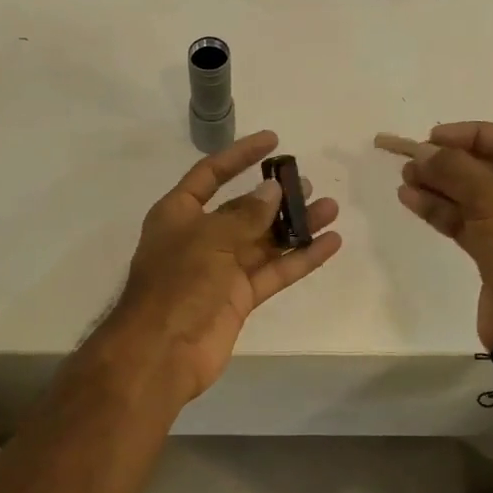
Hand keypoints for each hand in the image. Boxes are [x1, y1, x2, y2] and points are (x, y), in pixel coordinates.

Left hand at [108, 130, 341, 403]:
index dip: (239, 156)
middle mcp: (200, 237)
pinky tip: (330, 244)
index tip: (273, 140)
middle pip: (243, 209)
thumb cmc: (177, 284)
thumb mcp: (209, 239)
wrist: (161, 353)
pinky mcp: (239, 298)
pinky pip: (274, 272)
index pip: (210, 174)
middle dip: (275, 196)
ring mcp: (221, 269)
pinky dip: (300, 259)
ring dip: (295, 226)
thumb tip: (273, 190)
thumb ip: (245, 214)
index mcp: (179, 214)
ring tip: (330, 209)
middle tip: (308, 184)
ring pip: (264, 241)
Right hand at [386, 121, 492, 347]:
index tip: (434, 137)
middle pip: (492, 168)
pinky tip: (412, 199)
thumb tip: (422, 151)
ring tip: (405, 176)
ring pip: (474, 197)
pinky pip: (467, 222)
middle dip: (451, 162)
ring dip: (441, 185)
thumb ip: (458, 171)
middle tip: (413, 158)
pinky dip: (441, 210)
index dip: (473, 134)